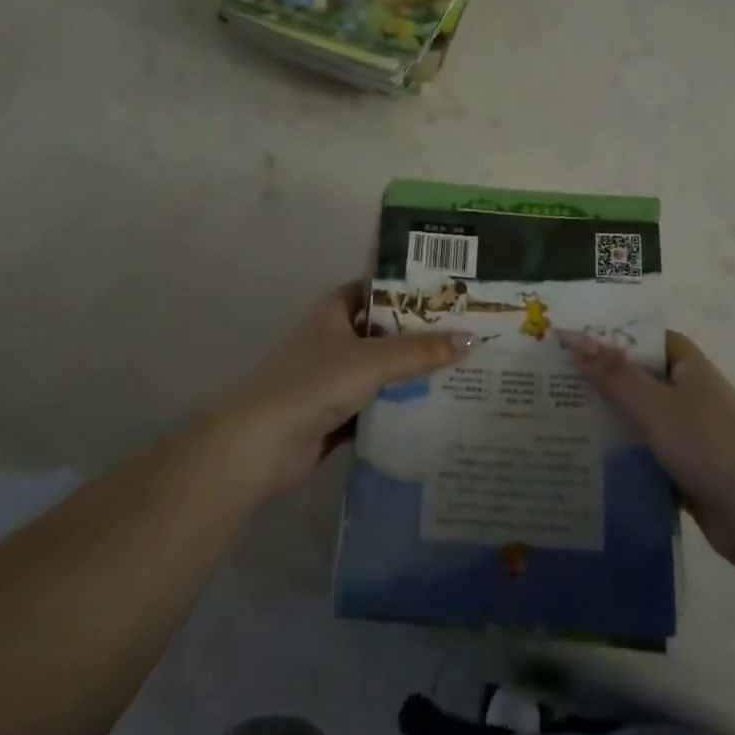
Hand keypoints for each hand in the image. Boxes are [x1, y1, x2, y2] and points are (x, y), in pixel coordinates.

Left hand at [223, 282, 472, 493]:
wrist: (262, 446)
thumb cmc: (314, 384)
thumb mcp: (372, 361)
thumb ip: (420, 352)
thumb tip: (471, 340)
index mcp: (335, 312)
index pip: (377, 289)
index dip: (409, 289)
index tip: (449, 292)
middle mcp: (335, 339)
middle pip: (385, 331)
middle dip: (421, 335)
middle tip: (469, 333)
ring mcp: (334, 378)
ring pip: (383, 370)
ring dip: (414, 373)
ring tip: (463, 370)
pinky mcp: (337, 414)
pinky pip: (378, 404)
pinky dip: (400, 407)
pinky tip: (437, 410)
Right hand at [568, 330, 734, 568]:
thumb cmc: (707, 445)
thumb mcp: (653, 405)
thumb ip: (612, 373)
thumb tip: (572, 336)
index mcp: (690, 369)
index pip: (649, 339)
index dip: (616, 336)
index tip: (576, 339)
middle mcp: (692, 396)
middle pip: (642, 379)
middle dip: (604, 380)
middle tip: (555, 380)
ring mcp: (692, 435)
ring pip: (642, 420)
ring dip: (611, 421)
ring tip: (560, 418)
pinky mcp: (688, 471)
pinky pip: (648, 455)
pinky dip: (624, 456)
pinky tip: (588, 461)